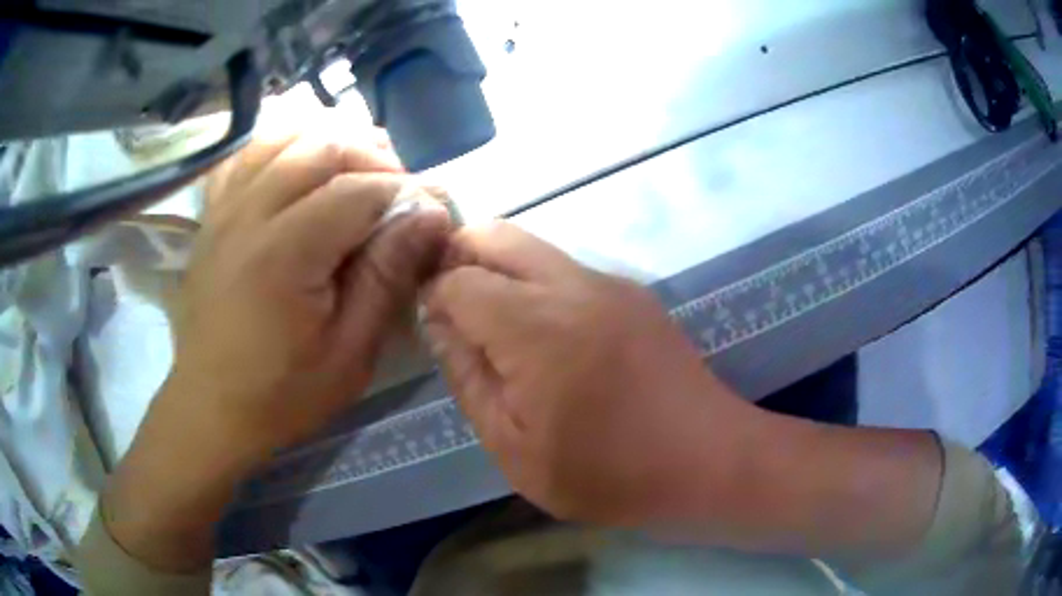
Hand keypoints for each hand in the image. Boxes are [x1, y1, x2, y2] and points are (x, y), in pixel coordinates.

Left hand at [104, 132, 449, 570]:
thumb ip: (387, 278)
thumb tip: (429, 216)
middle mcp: (249, 214)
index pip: (358, 190)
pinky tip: (301, 161)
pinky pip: (247, 155)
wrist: (210, 408)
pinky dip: (282, 144)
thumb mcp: (349, 355)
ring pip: (283, 136)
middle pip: (322, 146)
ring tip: (358, 166)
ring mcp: (224, 209)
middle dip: (374, 156)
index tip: (434, 213)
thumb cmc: (281, 395)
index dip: (406, 193)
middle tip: (400, 190)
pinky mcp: (213, 216)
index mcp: (283, 254)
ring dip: (330, 139)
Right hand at [425, 222, 943, 557]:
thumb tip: (443, 324)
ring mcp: (609, 281)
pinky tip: (544, 334)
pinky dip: (534, 282)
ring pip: (530, 245)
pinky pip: (563, 267)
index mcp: (535, 325)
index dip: (433, 296)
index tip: (433, 326)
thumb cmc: (610, 472)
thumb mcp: (516, 448)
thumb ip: (470, 379)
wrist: (709, 459)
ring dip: (498, 269)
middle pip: (494, 235)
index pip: (458, 278)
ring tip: (495, 326)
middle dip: (459, 257)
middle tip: (452, 310)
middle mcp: (571, 283)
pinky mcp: (632, 292)